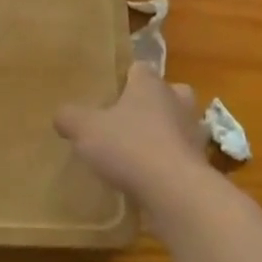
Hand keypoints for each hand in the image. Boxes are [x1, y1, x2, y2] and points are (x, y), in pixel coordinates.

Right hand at [55, 63, 209, 208]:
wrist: (176, 193)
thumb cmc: (130, 147)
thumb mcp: (85, 129)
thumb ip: (70, 117)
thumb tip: (61, 115)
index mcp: (150, 84)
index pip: (139, 68)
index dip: (124, 78)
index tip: (109, 91)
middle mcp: (177, 101)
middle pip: (165, 93)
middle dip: (150, 103)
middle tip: (127, 118)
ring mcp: (193, 133)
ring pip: (177, 124)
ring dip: (162, 133)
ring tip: (137, 150)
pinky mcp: (199, 164)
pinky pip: (180, 156)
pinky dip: (168, 162)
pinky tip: (148, 178)